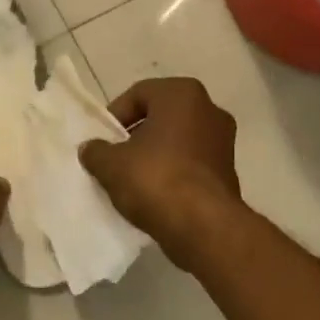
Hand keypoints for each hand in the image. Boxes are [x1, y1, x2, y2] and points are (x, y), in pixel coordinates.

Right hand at [79, 77, 242, 267]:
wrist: (203, 225)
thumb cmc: (155, 179)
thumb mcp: (111, 164)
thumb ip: (96, 151)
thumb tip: (91, 149)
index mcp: (182, 94)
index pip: (139, 94)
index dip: (115, 117)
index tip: (102, 141)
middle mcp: (209, 109)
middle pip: (161, 117)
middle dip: (136, 135)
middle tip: (115, 158)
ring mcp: (224, 141)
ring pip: (178, 141)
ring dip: (155, 155)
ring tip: (132, 179)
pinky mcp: (229, 171)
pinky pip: (192, 163)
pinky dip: (173, 172)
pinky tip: (155, 194)